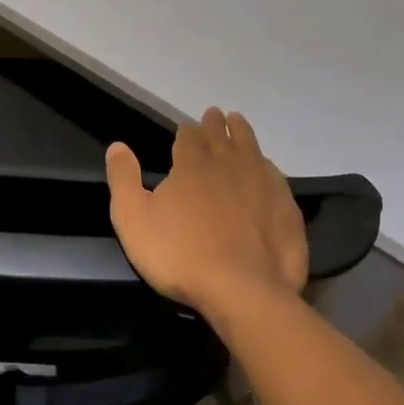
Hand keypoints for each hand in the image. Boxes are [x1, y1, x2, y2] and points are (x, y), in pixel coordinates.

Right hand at [105, 108, 306, 319]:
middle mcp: (229, 166)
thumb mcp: (133, 218)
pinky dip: (268, 166)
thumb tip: (117, 146)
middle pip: (222, 137)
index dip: (186, 130)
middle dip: (216, 125)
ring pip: (252, 150)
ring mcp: (262, 186)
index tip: (186, 126)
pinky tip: (267, 168)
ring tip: (239, 122)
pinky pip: (276, 177)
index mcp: (192, 165)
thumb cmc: (179, 255)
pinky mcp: (286, 210)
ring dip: (243, 134)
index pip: (189, 137)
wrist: (242, 291)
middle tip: (216, 113)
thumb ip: (123, 179)